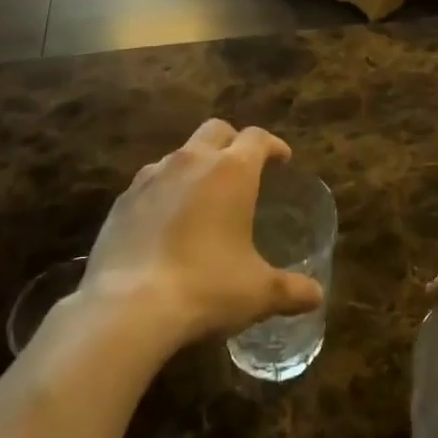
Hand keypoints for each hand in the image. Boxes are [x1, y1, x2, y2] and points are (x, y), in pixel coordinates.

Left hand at [82, 119, 323, 347]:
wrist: (128, 307)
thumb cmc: (206, 287)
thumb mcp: (258, 293)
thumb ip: (291, 290)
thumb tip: (316, 296)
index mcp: (232, 171)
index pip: (257, 138)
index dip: (273, 146)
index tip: (282, 160)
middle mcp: (191, 161)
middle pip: (216, 130)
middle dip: (233, 142)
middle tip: (243, 169)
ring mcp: (150, 177)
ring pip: (179, 154)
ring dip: (196, 165)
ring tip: (203, 197)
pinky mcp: (122, 200)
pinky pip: (150, 182)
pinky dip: (164, 192)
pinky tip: (166, 223)